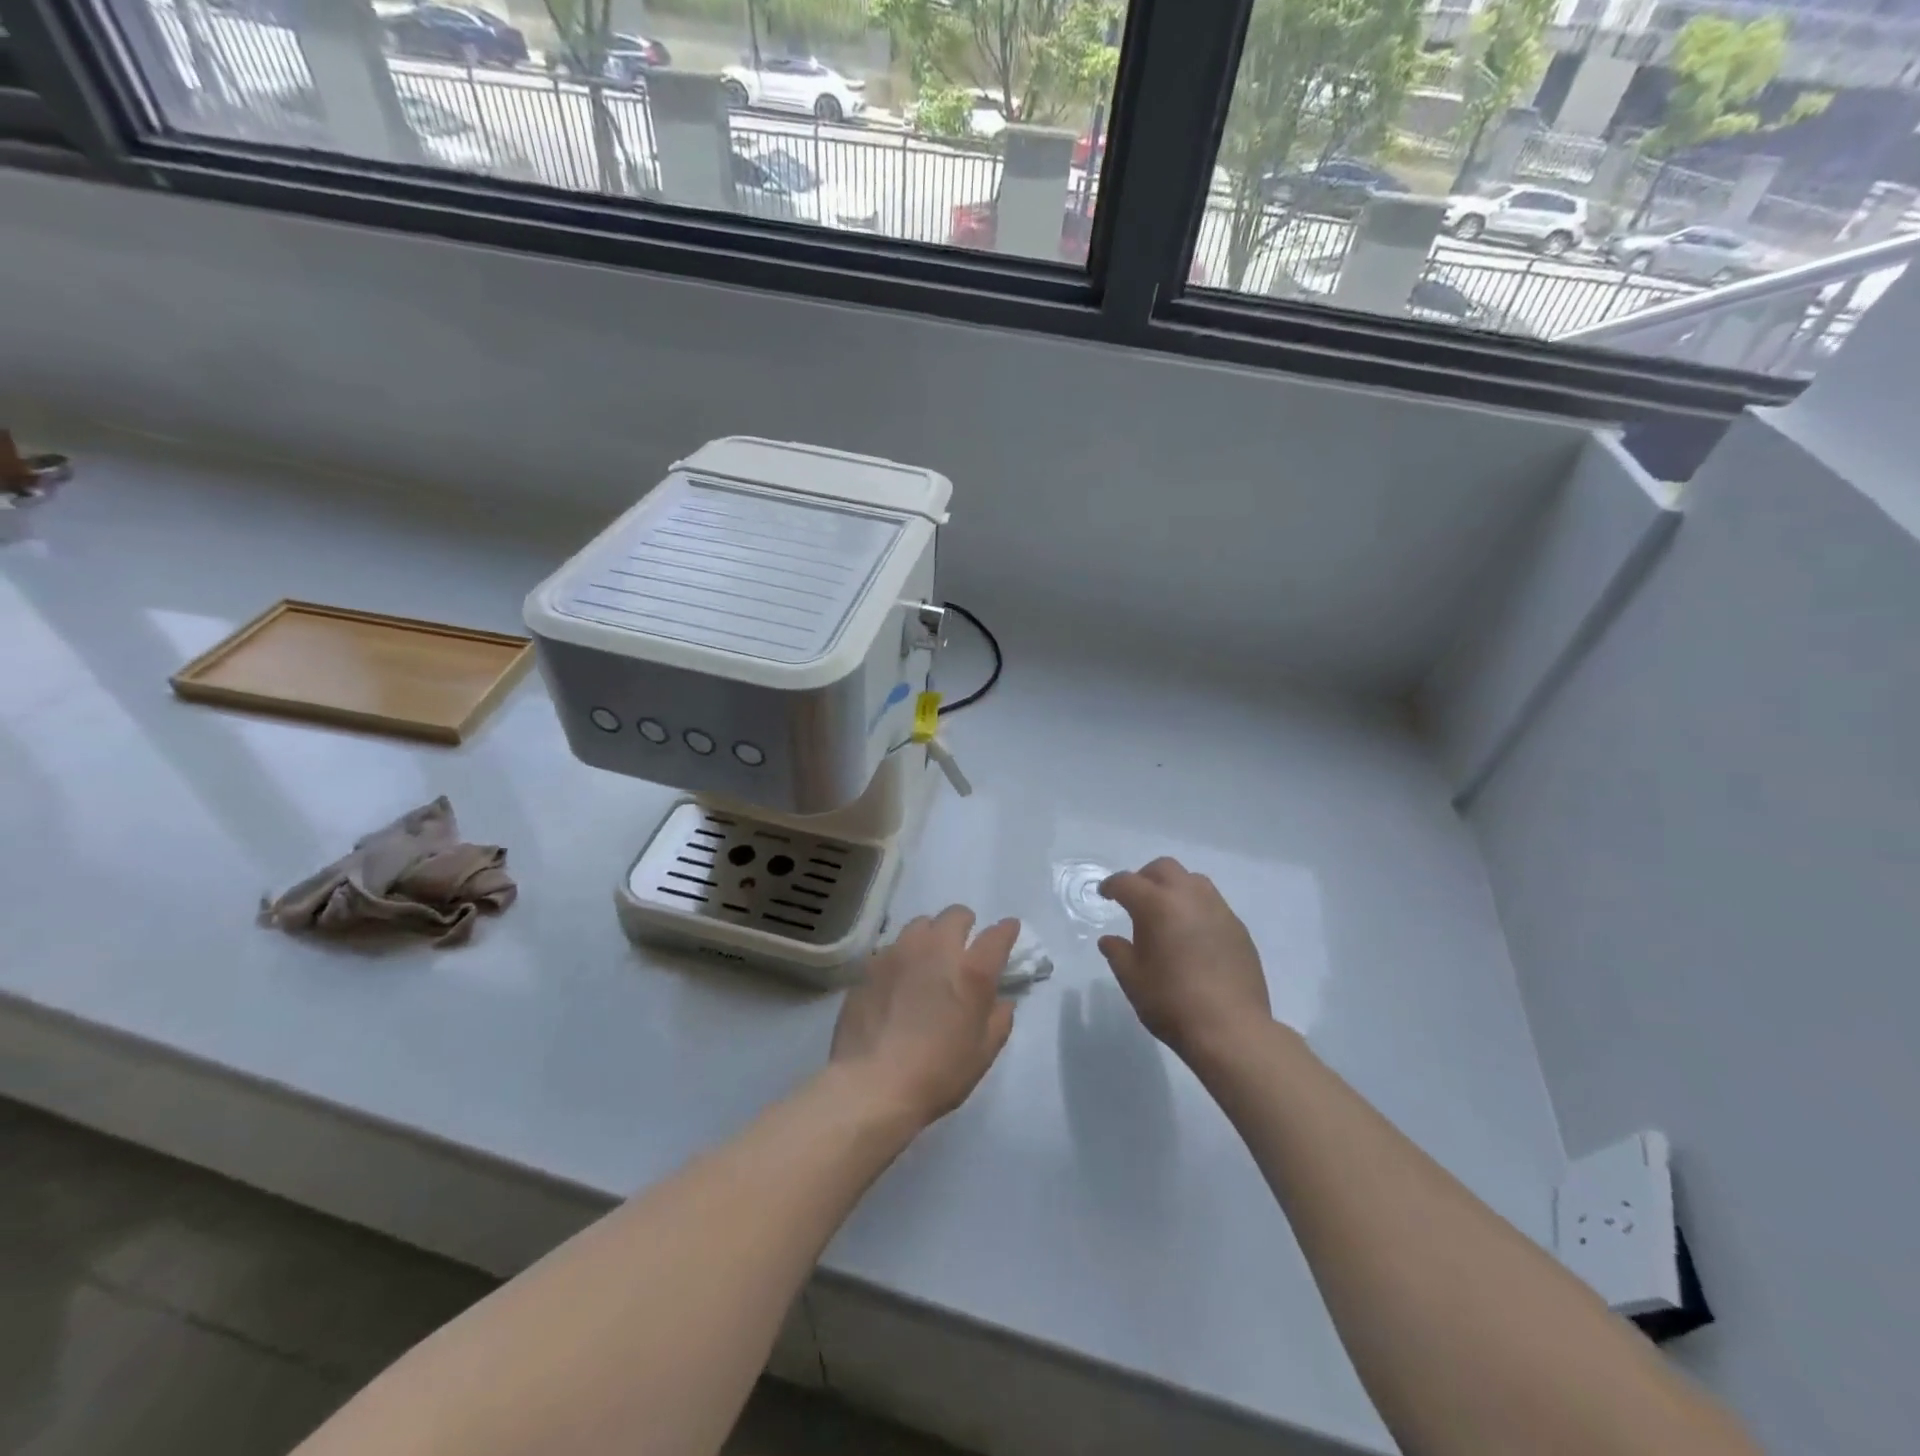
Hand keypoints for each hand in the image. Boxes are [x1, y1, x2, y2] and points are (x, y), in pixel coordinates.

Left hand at [829, 907, 1018, 1127]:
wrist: (871, 1085)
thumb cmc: (937, 1074)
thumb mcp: (982, 1054)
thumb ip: (998, 1021)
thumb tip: (1002, 1002)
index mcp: (970, 972)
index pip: (997, 936)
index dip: (1006, 930)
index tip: (1009, 930)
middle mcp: (936, 950)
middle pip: (956, 915)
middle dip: (965, 924)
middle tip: (963, 947)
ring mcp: (899, 953)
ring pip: (920, 924)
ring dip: (931, 935)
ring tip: (927, 959)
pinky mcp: (870, 965)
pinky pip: (892, 947)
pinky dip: (902, 956)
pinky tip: (898, 980)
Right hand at [1098, 858, 1270, 1060]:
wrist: (1231, 1029)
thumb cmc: (1172, 1003)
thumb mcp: (1133, 980)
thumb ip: (1118, 953)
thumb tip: (1110, 939)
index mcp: (1157, 905)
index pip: (1128, 882)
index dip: (1111, 886)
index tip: (1105, 894)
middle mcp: (1189, 897)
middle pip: (1164, 868)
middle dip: (1145, 877)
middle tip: (1135, 900)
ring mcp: (1219, 910)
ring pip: (1193, 880)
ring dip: (1174, 888)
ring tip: (1166, 913)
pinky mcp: (1238, 928)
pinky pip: (1213, 904)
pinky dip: (1196, 908)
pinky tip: (1193, 935)